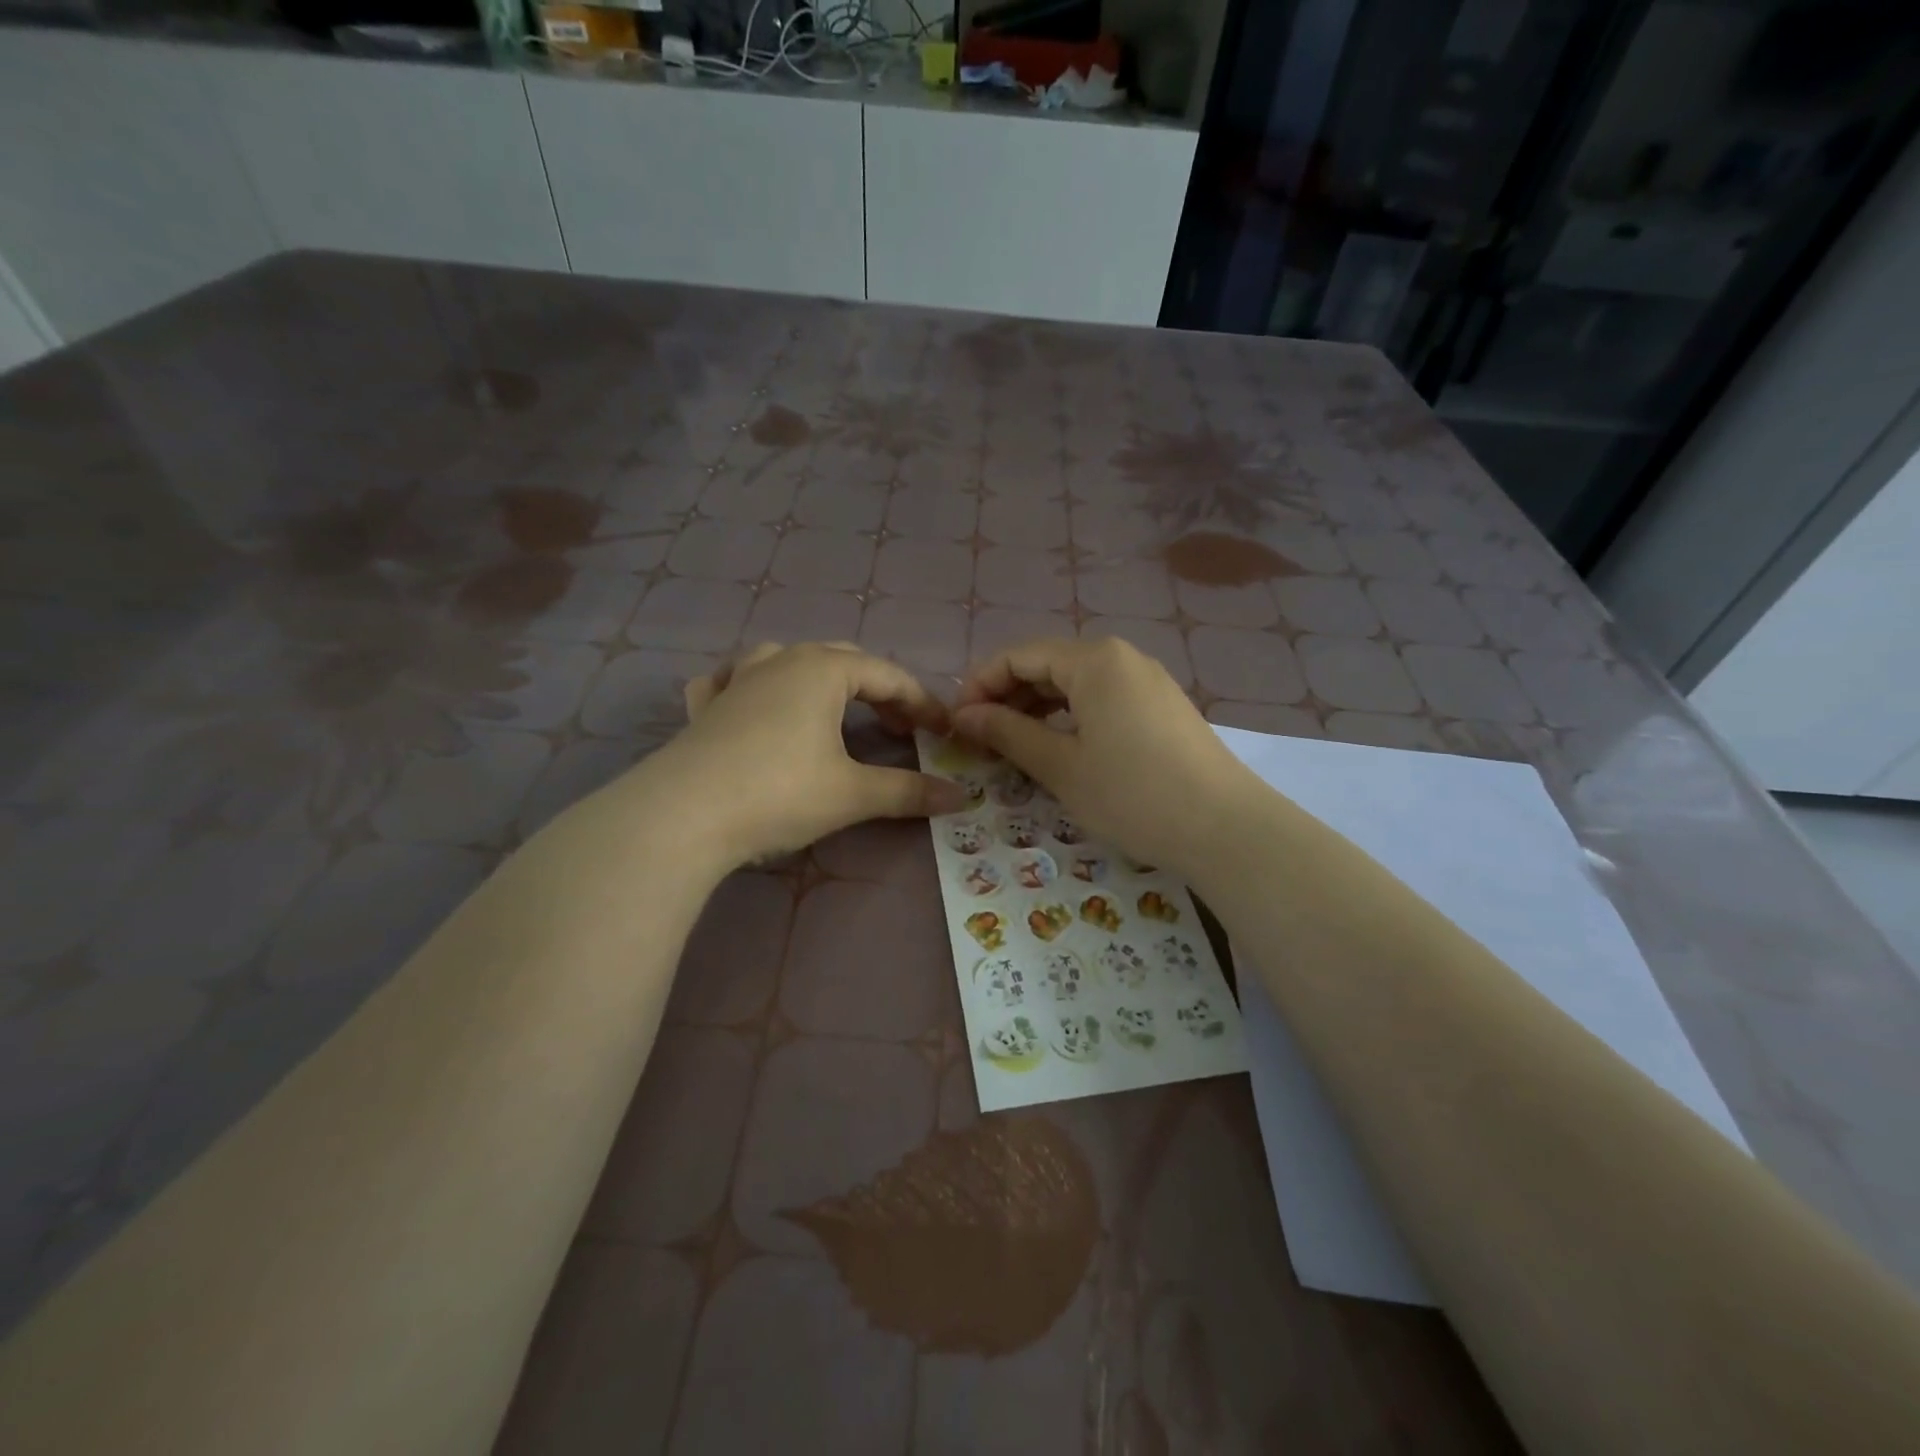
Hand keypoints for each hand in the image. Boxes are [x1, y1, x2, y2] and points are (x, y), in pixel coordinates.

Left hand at [666, 642, 968, 866]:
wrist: (683, 816)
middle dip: (878, 690)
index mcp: (823, 670)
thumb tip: (960, 798)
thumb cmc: (779, 793)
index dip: (922, 703)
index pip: (889, 676)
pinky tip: (748, 701)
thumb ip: (908, 791)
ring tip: (832, 707)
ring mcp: (736, 679)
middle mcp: (781, 661)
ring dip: (818, 678)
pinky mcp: (705, 707)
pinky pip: (731, 681)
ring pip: (786, 659)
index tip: (944, 731)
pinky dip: (751, 686)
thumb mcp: (852, 794)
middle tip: (899, 728)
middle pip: (843, 661)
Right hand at [952, 638, 1255, 878]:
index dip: (981, 685)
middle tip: (980, 738)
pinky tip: (1059, 747)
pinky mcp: (1161, 707)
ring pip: (1076, 683)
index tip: (957, 723)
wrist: (1225, 828)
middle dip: (1008, 697)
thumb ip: (1009, 733)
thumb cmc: (1132, 794)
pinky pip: (1102, 699)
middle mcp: (1121, 658)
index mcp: (1093, 660)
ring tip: (1012, 745)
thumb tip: (965, 715)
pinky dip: (1071, 717)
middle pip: (1048, 665)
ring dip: (1037, 708)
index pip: (1019, 656)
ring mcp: (1147, 681)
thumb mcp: (1061, 766)